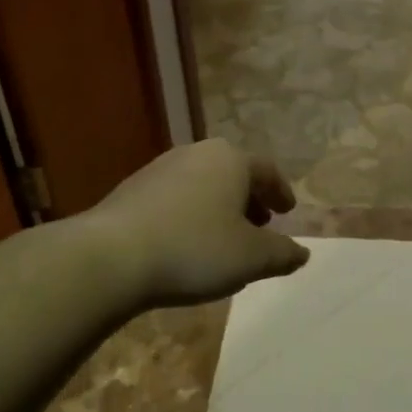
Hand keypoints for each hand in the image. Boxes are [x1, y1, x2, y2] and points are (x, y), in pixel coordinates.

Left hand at [80, 139, 309, 307]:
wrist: (109, 258)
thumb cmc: (194, 250)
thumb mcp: (252, 258)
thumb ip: (282, 254)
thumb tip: (302, 253)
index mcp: (231, 160)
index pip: (267, 170)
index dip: (281, 192)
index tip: (288, 212)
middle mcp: (197, 154)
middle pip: (234, 173)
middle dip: (250, 199)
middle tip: (260, 224)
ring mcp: (160, 169)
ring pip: (203, 184)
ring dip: (219, 207)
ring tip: (223, 237)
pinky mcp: (131, 190)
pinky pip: (175, 198)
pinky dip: (190, 215)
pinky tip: (185, 243)